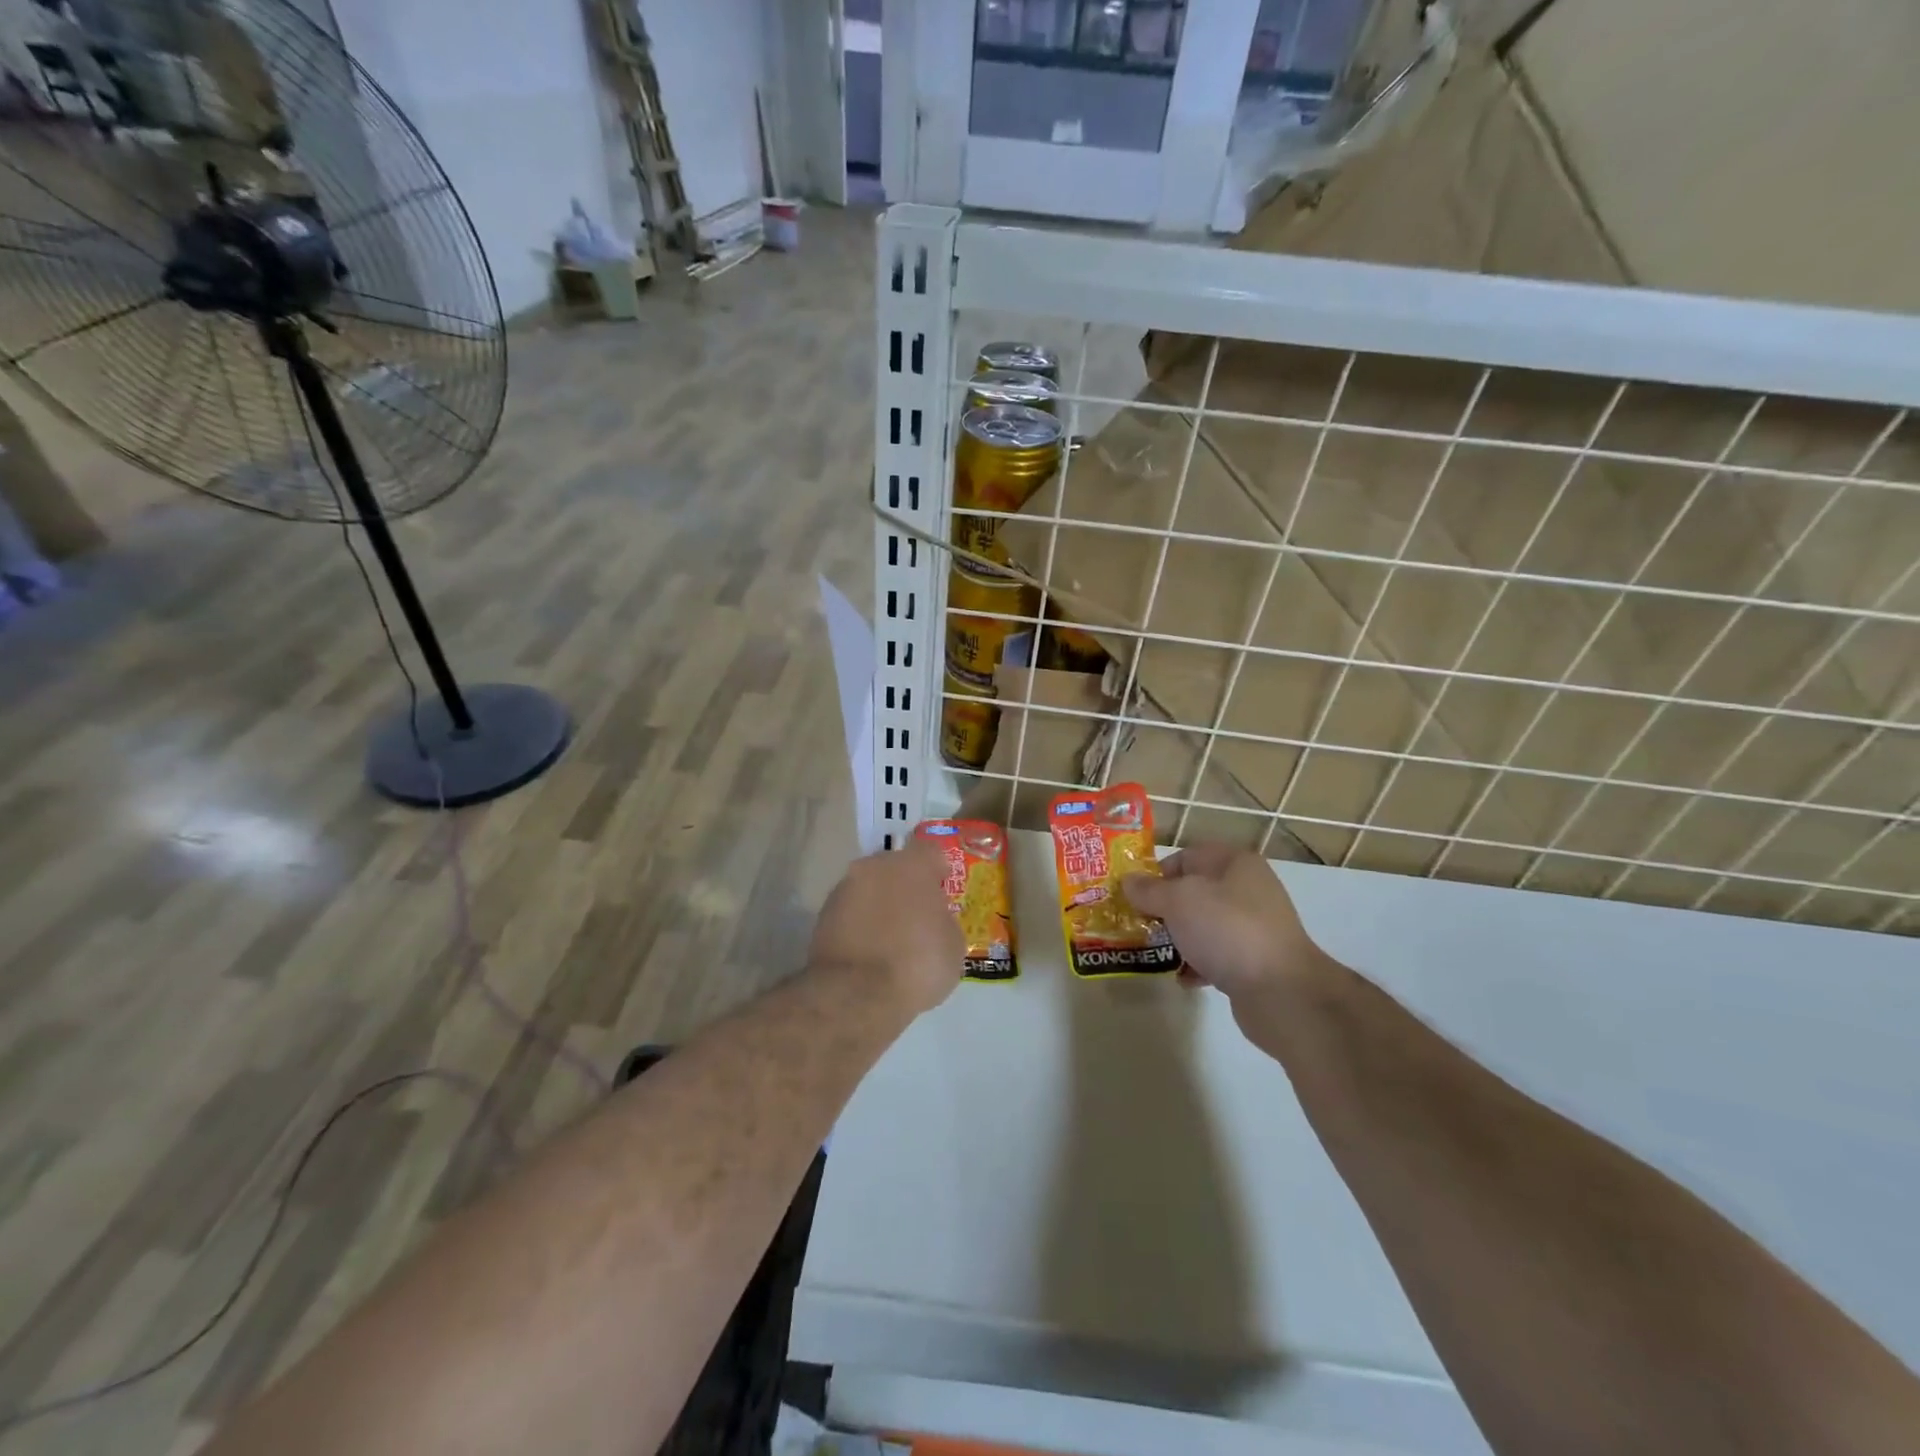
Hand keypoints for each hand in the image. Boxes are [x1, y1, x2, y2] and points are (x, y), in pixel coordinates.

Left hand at [809, 840, 964, 1017]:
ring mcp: (844, 889)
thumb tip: (933, 920)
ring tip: (890, 939)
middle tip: (916, 916)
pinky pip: (850, 912)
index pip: (930, 851)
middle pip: (894, 867)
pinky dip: (859, 925)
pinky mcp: (822, 916)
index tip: (942, 890)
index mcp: (912, 866)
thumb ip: (943, 921)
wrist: (856, 995)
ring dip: (879, 905)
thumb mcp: (953, 946)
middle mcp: (874, 867)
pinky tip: (869, 952)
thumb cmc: (917, 964)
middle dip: (905, 886)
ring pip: (869, 888)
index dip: (938, 870)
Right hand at [1121, 844, 1324, 1005]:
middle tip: (1137, 925)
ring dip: (1178, 938)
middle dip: (1164, 909)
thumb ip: (1149, 890)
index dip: (1157, 874)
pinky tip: (1183, 978)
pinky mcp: (1255, 961)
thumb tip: (1128, 881)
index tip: (1133, 897)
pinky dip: (1197, 964)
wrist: (1281, 992)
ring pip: (1203, 924)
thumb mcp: (1178, 901)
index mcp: (1235, 863)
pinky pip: (1216, 954)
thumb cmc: (1227, 930)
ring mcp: (1254, 926)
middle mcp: (1248, 889)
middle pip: (1194, 892)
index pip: (1186, 857)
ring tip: (1153, 952)